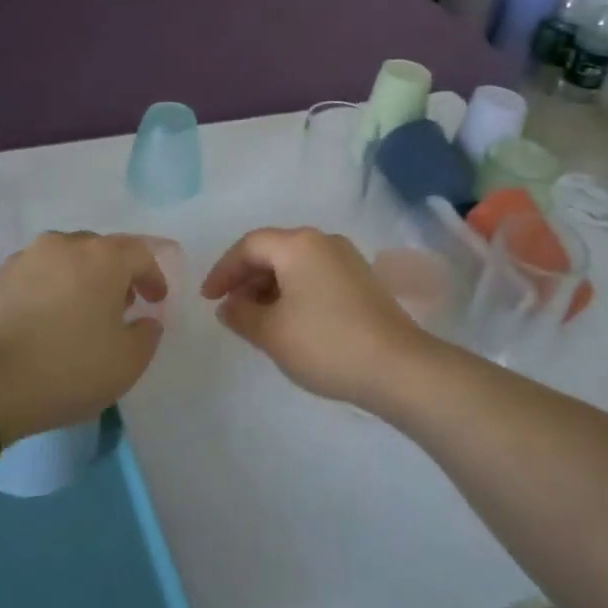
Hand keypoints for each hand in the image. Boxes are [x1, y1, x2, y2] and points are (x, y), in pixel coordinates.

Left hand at [0, 232, 167, 439]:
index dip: (153, 276)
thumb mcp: (126, 364)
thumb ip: (147, 335)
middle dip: (115, 274)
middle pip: (100, 250)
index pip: (141, 253)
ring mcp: (24, 258)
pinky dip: (47, 291)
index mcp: (103, 257)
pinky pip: (34, 276)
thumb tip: (144, 320)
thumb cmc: (65, 369)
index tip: (156, 301)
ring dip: (78, 279)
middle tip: (119, 305)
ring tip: (78, 313)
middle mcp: (64, 245)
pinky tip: (43, 322)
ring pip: (64, 259)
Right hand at [200, 227, 428, 410]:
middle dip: (247, 278)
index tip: (209, 299)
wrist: (397, 366)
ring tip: (257, 320)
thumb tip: (229, 305)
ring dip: (270, 287)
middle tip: (231, 310)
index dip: (224, 270)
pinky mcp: (362, 280)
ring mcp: (347, 259)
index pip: (249, 245)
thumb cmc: (326, 343)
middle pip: (274, 250)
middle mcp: (324, 241)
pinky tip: (290, 322)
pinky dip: (294, 292)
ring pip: (296, 264)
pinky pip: (316, 275)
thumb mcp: (272, 332)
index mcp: (299, 244)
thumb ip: (241, 314)